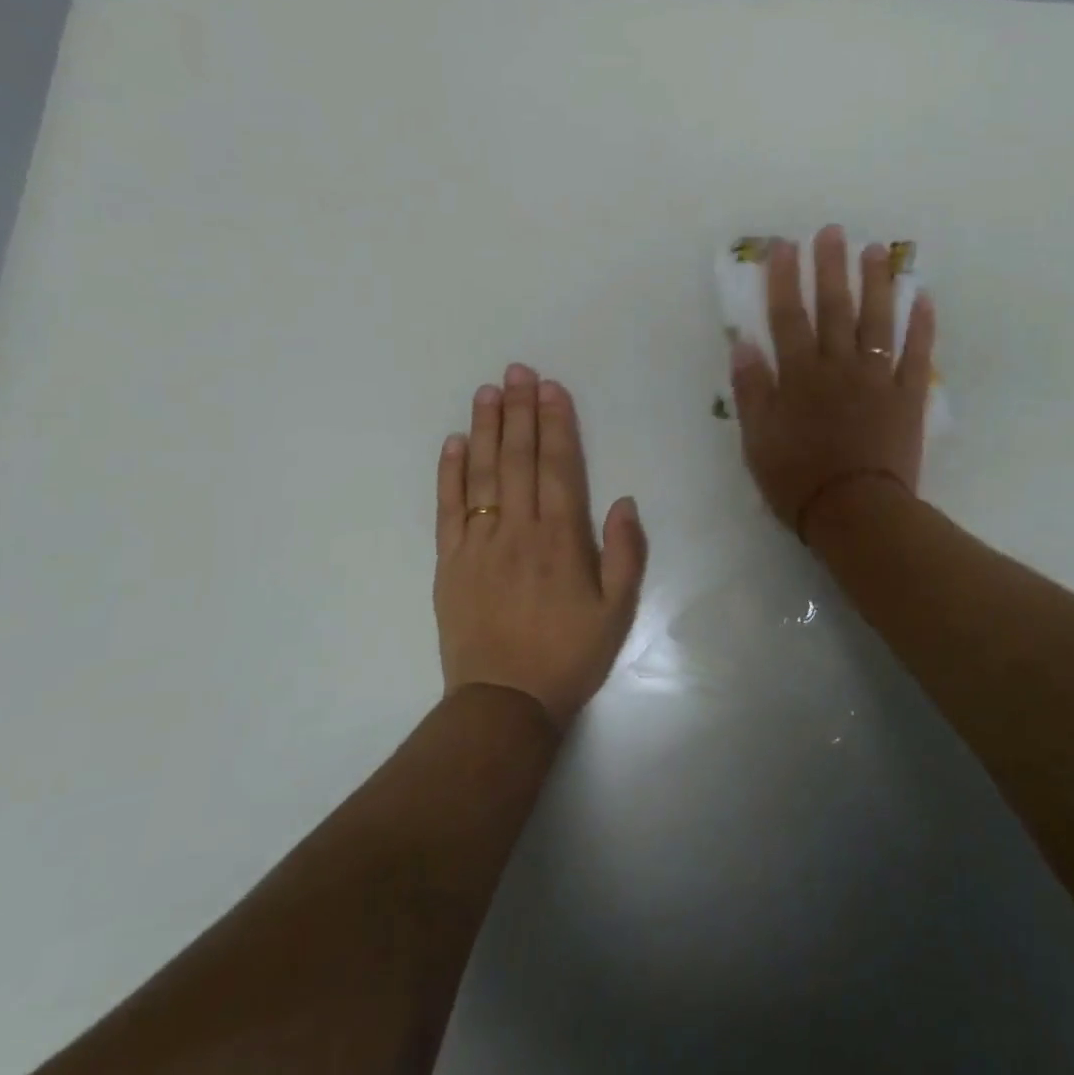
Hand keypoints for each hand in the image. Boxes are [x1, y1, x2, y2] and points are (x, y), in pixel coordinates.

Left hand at [434, 364, 647, 725]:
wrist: (504, 703)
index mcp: (561, 539)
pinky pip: (448, 508)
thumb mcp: (618, 611)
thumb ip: (625, 553)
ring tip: (487, 391)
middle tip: (516, 371)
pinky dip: (450, 473)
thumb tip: (623, 500)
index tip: (550, 388)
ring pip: (483, 474)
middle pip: (518, 459)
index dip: (555, 424)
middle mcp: (518, 530)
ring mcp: (478, 544)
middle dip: (519, 411)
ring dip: (486, 429)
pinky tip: (455, 442)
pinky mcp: (450, 562)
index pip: (558, 467)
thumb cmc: (569, 655)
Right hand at [730, 226, 935, 537]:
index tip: (784, 245)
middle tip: (833, 231)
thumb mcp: (757, 440)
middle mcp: (839, 367)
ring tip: (876, 251)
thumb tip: (742, 343)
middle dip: (831, 267)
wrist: (855, 512)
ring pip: (877, 321)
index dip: (785, 279)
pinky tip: (923, 297)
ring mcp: (877, 379)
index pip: (788, 316)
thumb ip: (751, 390)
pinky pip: (916, 354)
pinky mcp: (907, 396)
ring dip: (877, 283)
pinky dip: (921, 325)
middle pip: (835, 308)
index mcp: (800, 376)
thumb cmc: (798, 480)